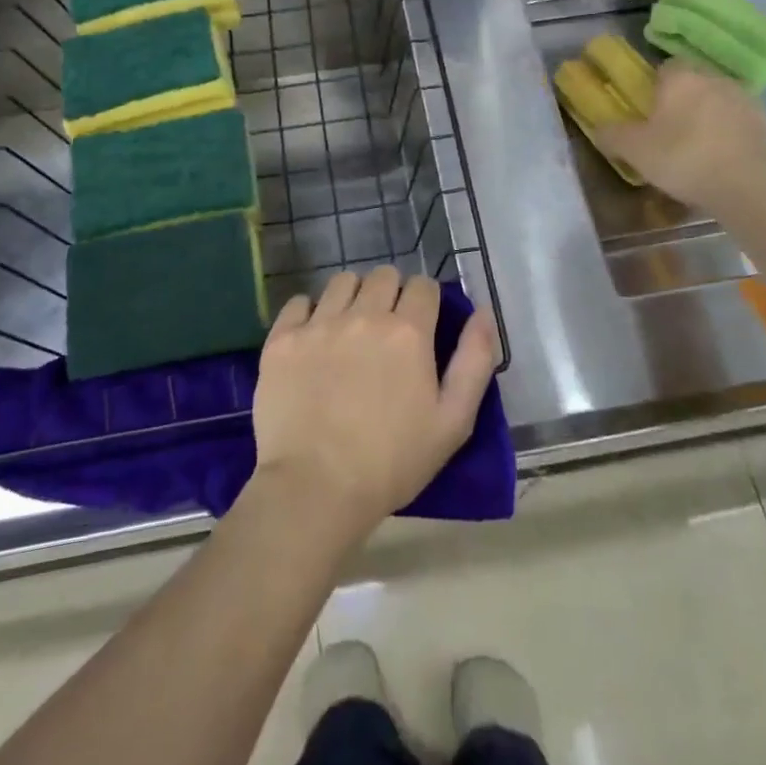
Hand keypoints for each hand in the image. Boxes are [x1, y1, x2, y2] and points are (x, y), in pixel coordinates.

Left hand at [252, 268, 498, 541]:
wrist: (314, 489)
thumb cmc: (393, 462)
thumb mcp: (454, 421)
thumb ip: (475, 360)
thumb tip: (483, 312)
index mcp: (408, 331)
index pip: (424, 286)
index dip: (427, 301)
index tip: (423, 325)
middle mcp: (364, 315)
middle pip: (383, 275)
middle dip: (392, 292)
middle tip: (388, 328)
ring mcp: (318, 324)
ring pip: (342, 281)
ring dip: (354, 295)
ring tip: (351, 328)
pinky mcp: (282, 340)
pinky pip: (299, 301)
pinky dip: (311, 311)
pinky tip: (315, 337)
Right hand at [597, 60, 765, 213]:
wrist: (745, 186)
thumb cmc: (683, 159)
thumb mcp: (634, 151)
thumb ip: (612, 135)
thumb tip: (600, 128)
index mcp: (681, 77)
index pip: (663, 68)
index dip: (653, 87)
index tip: (647, 112)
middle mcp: (714, 77)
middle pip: (691, 82)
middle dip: (680, 100)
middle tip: (667, 131)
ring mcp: (743, 97)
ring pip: (715, 99)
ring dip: (706, 114)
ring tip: (695, 145)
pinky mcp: (763, 121)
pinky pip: (736, 119)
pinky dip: (727, 130)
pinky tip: (719, 155)